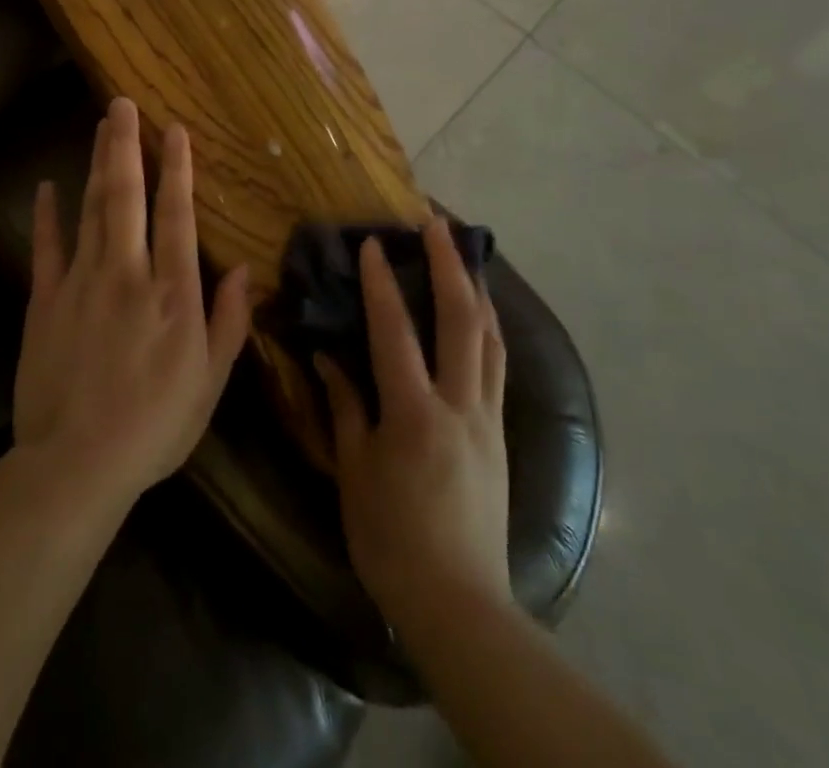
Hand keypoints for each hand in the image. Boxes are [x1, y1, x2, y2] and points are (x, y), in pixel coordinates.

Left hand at [13, 96, 253, 510]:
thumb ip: (229, 323)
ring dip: (98, 165)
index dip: (178, 169)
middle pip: (126, 196)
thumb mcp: (209, 383)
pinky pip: (47, 247)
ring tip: (100, 127)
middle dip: (126, 145)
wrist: (76, 465)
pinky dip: (47, 215)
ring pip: (92, 209)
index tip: (175, 130)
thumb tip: (246, 271)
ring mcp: (82, 282)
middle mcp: (128, 273)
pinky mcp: (45, 300)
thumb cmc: (154, 427)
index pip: (177, 216)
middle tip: (121, 103)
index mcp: (173, 293)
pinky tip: (47, 186)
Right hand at [316, 218, 511, 634]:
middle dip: (450, 266)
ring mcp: (487, 419)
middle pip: (462, 321)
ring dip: (478, 289)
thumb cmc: (392, 540)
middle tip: (439, 224)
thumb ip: (345, 407)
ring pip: (491, 339)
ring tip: (468, 254)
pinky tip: (484, 316)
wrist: (460, 603)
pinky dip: (490, 329)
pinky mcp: (500, 435)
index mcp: (415, 414)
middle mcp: (460, 406)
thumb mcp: (355, 472)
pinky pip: (499, 367)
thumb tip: (328, 357)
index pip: (395, 332)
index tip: (373, 243)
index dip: (382, 283)